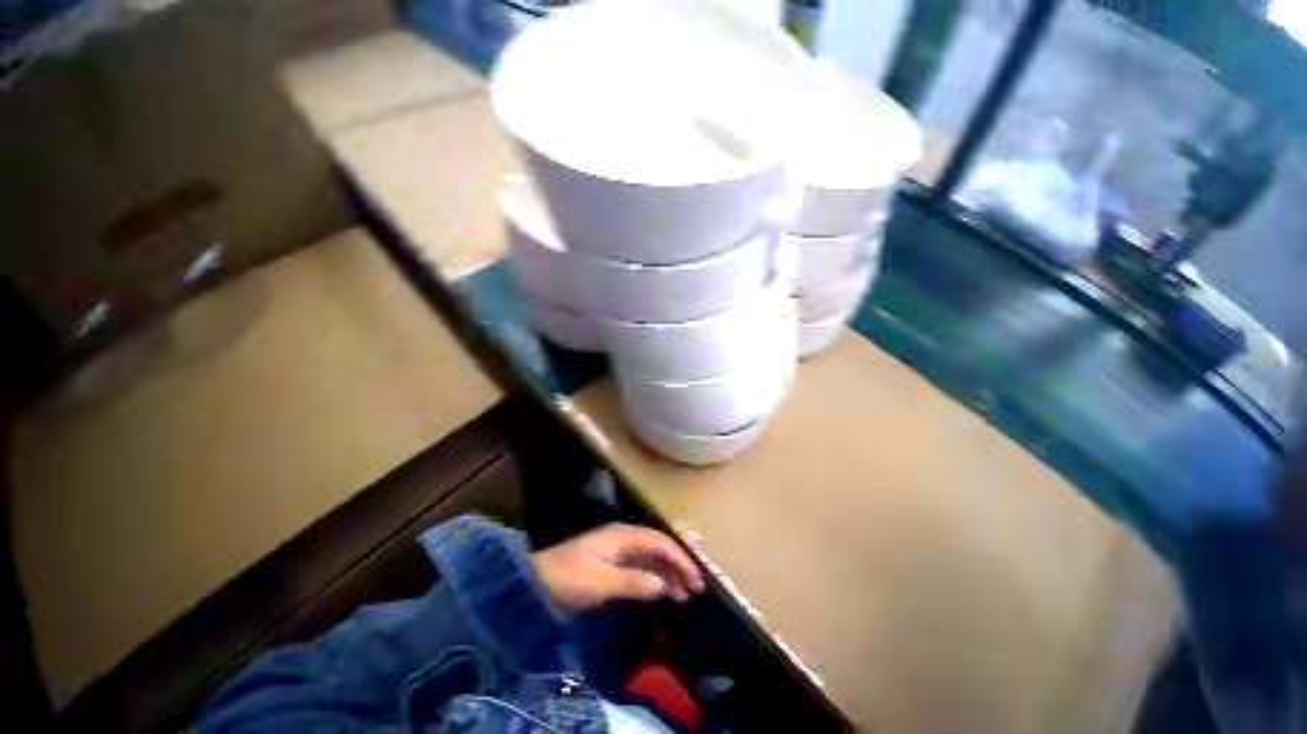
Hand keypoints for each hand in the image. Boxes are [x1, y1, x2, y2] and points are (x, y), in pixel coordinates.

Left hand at [533, 524, 705, 610]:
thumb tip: (663, 585)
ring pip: (650, 558)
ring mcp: (617, 550)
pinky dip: (653, 578)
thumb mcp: (601, 582)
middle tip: (696, 587)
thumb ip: (633, 582)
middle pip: (657, 547)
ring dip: (668, 573)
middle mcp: (623, 538)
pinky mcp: (611, 564)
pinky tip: (662, 591)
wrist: (536, 583)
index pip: (659, 542)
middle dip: (678, 565)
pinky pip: (640, 567)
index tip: (695, 577)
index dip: (679, 558)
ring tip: (685, 594)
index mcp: (622, 536)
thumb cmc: (569, 579)